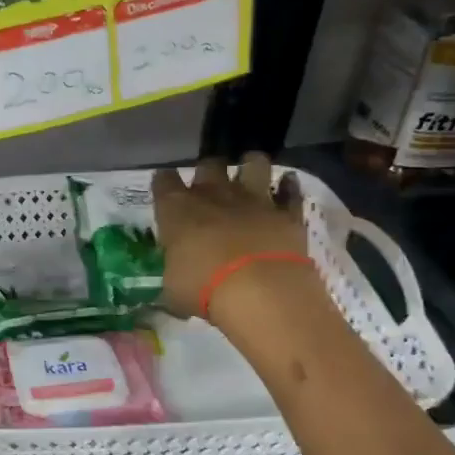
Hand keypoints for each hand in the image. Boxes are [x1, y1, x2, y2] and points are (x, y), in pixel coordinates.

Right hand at [152, 153, 312, 324]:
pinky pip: (290, 191)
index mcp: (178, 209)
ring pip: (254, 163)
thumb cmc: (204, 289)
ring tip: (249, 174)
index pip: (164, 181)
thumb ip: (174, 275)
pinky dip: (288, 188)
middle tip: (208, 187)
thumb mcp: (173, 290)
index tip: (165, 190)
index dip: (164, 183)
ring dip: (251, 165)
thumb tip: (175, 280)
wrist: (260, 291)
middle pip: (208, 165)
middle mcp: (214, 195)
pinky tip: (287, 188)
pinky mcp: (286, 213)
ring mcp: (254, 200)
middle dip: (207, 171)